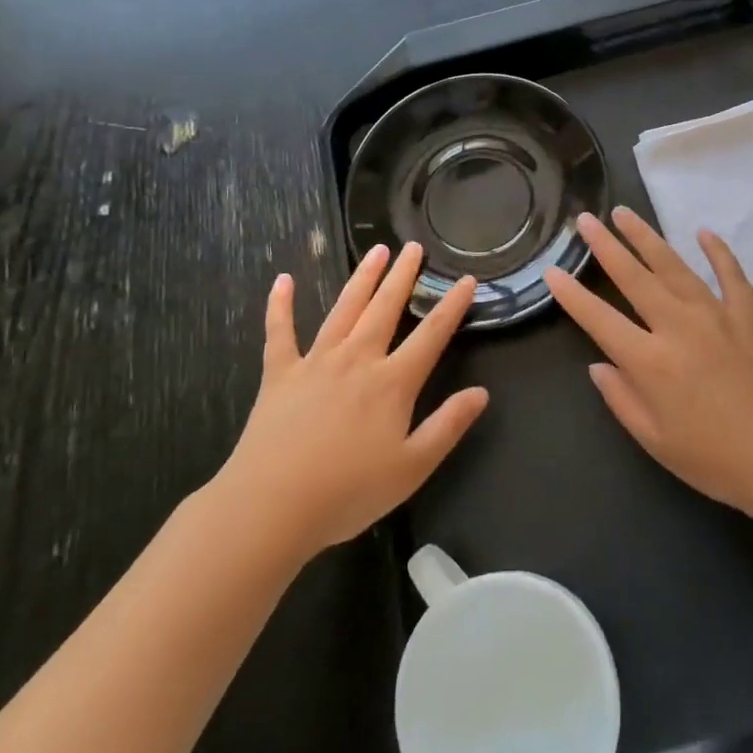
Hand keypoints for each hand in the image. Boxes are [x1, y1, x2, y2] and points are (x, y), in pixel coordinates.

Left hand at [220, 243, 488, 560]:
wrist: (271, 506)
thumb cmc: (348, 492)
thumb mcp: (412, 468)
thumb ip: (447, 426)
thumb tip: (481, 392)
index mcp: (392, 383)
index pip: (431, 335)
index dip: (452, 306)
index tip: (467, 280)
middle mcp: (357, 360)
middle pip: (385, 308)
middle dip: (402, 276)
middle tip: (414, 247)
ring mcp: (315, 362)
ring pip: (344, 309)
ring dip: (361, 278)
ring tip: (376, 250)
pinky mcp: (280, 374)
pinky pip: (280, 332)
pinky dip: (281, 305)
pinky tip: (283, 280)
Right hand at [544, 208, 752, 524]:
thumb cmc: (716, 460)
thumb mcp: (656, 441)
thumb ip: (622, 399)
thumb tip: (599, 365)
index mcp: (650, 361)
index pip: (599, 319)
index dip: (571, 295)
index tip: (551, 270)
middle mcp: (678, 326)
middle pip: (634, 277)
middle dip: (605, 246)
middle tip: (586, 219)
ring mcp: (717, 314)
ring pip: (674, 266)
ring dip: (646, 237)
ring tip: (624, 214)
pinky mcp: (750, 314)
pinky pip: (730, 273)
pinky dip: (717, 251)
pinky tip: (703, 232)